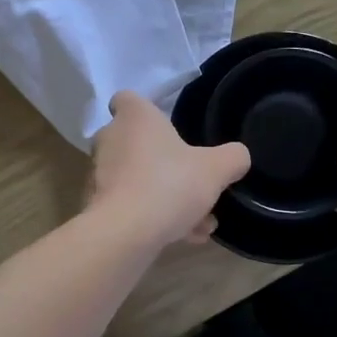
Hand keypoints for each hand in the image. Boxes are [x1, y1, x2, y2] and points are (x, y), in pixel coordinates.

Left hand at [89, 91, 250, 247]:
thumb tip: (238, 155)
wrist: (125, 233)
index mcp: (135, 118)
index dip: (144, 109)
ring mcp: (101, 174)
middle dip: (165, 163)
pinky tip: (186, 237)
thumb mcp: (215, 169)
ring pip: (139, 179)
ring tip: (200, 222)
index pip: (126, 99)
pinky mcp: (98, 206)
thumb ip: (232, 157)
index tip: (164, 125)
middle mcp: (112, 140)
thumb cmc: (169, 184)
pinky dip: (155, 218)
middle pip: (136, 142)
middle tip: (194, 182)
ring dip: (168, 197)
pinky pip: (132, 206)